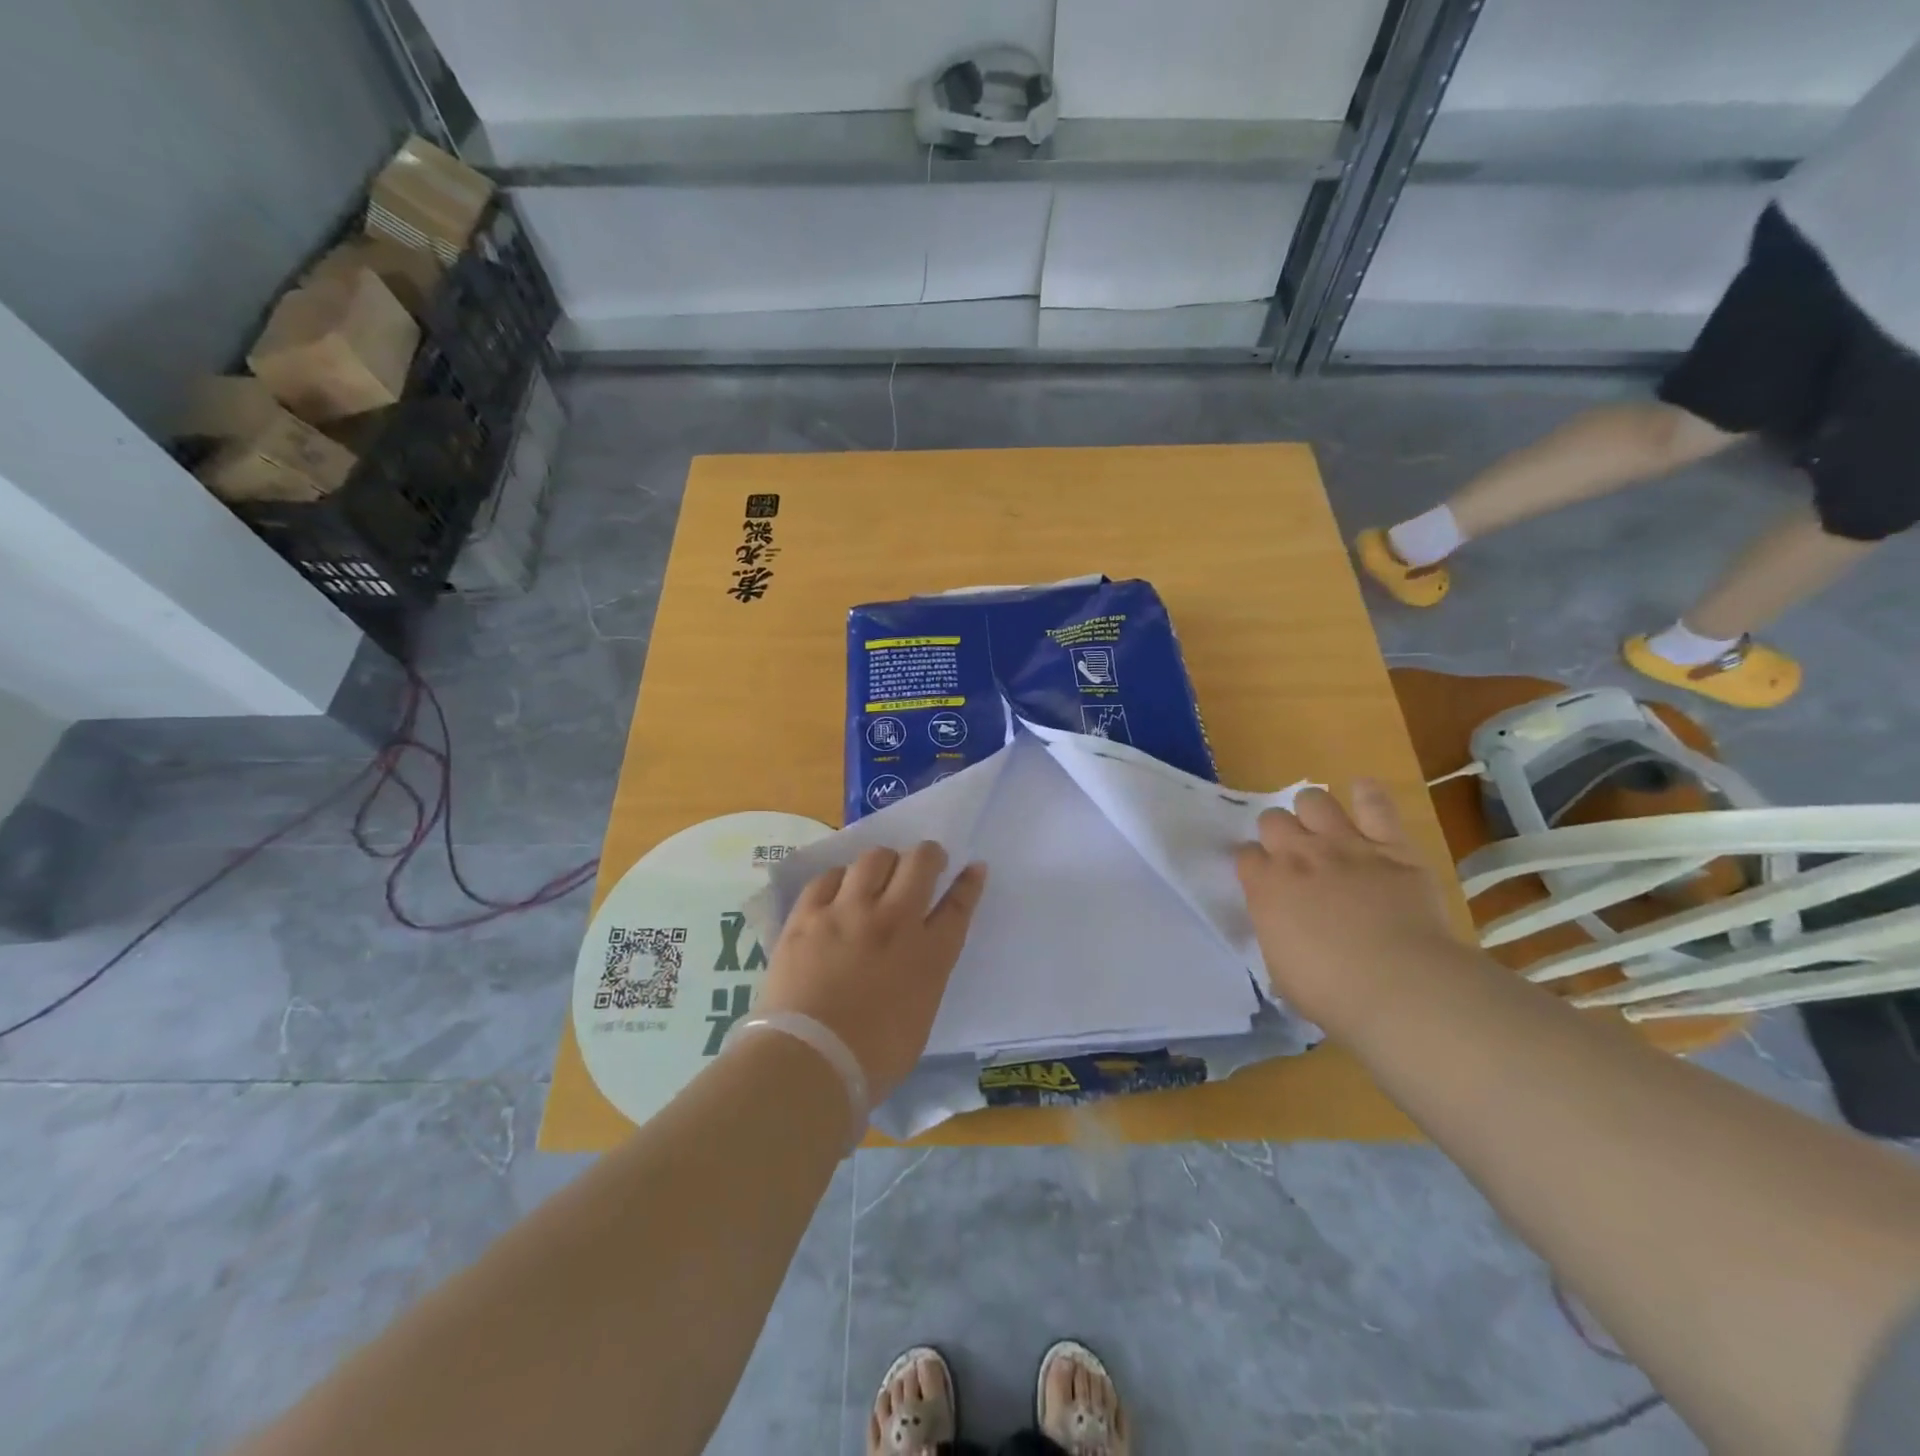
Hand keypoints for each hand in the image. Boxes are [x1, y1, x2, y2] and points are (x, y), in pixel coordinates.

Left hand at [757, 843, 987, 1104]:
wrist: (809, 1062)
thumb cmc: (872, 1058)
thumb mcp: (920, 1015)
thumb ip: (924, 975)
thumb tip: (916, 956)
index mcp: (929, 954)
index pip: (959, 904)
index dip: (969, 882)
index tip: (973, 867)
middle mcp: (893, 920)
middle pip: (920, 863)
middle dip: (929, 855)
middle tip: (925, 863)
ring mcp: (848, 912)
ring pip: (874, 858)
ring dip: (884, 862)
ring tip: (878, 875)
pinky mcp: (808, 915)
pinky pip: (828, 877)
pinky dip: (840, 879)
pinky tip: (838, 889)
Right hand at [1235, 781, 1458, 1034]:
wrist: (1400, 987)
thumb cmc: (1331, 992)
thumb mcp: (1281, 970)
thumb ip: (1275, 935)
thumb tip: (1282, 929)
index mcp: (1265, 887)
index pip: (1245, 855)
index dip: (1253, 864)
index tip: (1263, 879)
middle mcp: (1297, 855)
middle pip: (1272, 819)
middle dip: (1278, 833)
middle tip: (1293, 856)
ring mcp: (1344, 845)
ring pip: (1314, 800)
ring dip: (1313, 812)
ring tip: (1324, 829)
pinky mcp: (1391, 845)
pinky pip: (1376, 804)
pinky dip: (1368, 795)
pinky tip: (1364, 793)